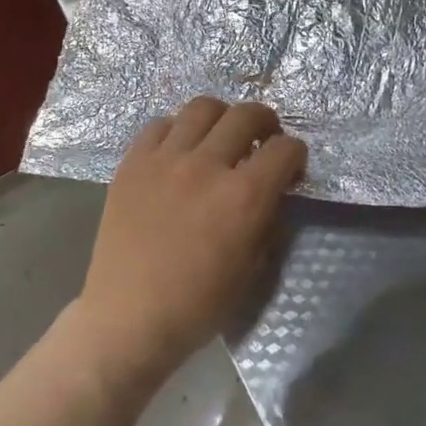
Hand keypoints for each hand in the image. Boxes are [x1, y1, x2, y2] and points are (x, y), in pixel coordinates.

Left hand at [75, 98, 306, 390]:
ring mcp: (165, 159)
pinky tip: (179, 149)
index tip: (290, 166)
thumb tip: (273, 190)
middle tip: (262, 138)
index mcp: (243, 197)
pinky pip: (160, 124)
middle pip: (246, 114)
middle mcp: (206, 166)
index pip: (284, 149)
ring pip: (202, 107)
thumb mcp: (252, 268)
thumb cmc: (197, 305)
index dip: (295, 154)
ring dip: (221, 117)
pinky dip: (177, 130)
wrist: (129, 317)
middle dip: (265, 122)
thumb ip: (268, 219)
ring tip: (220, 135)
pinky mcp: (133, 162)